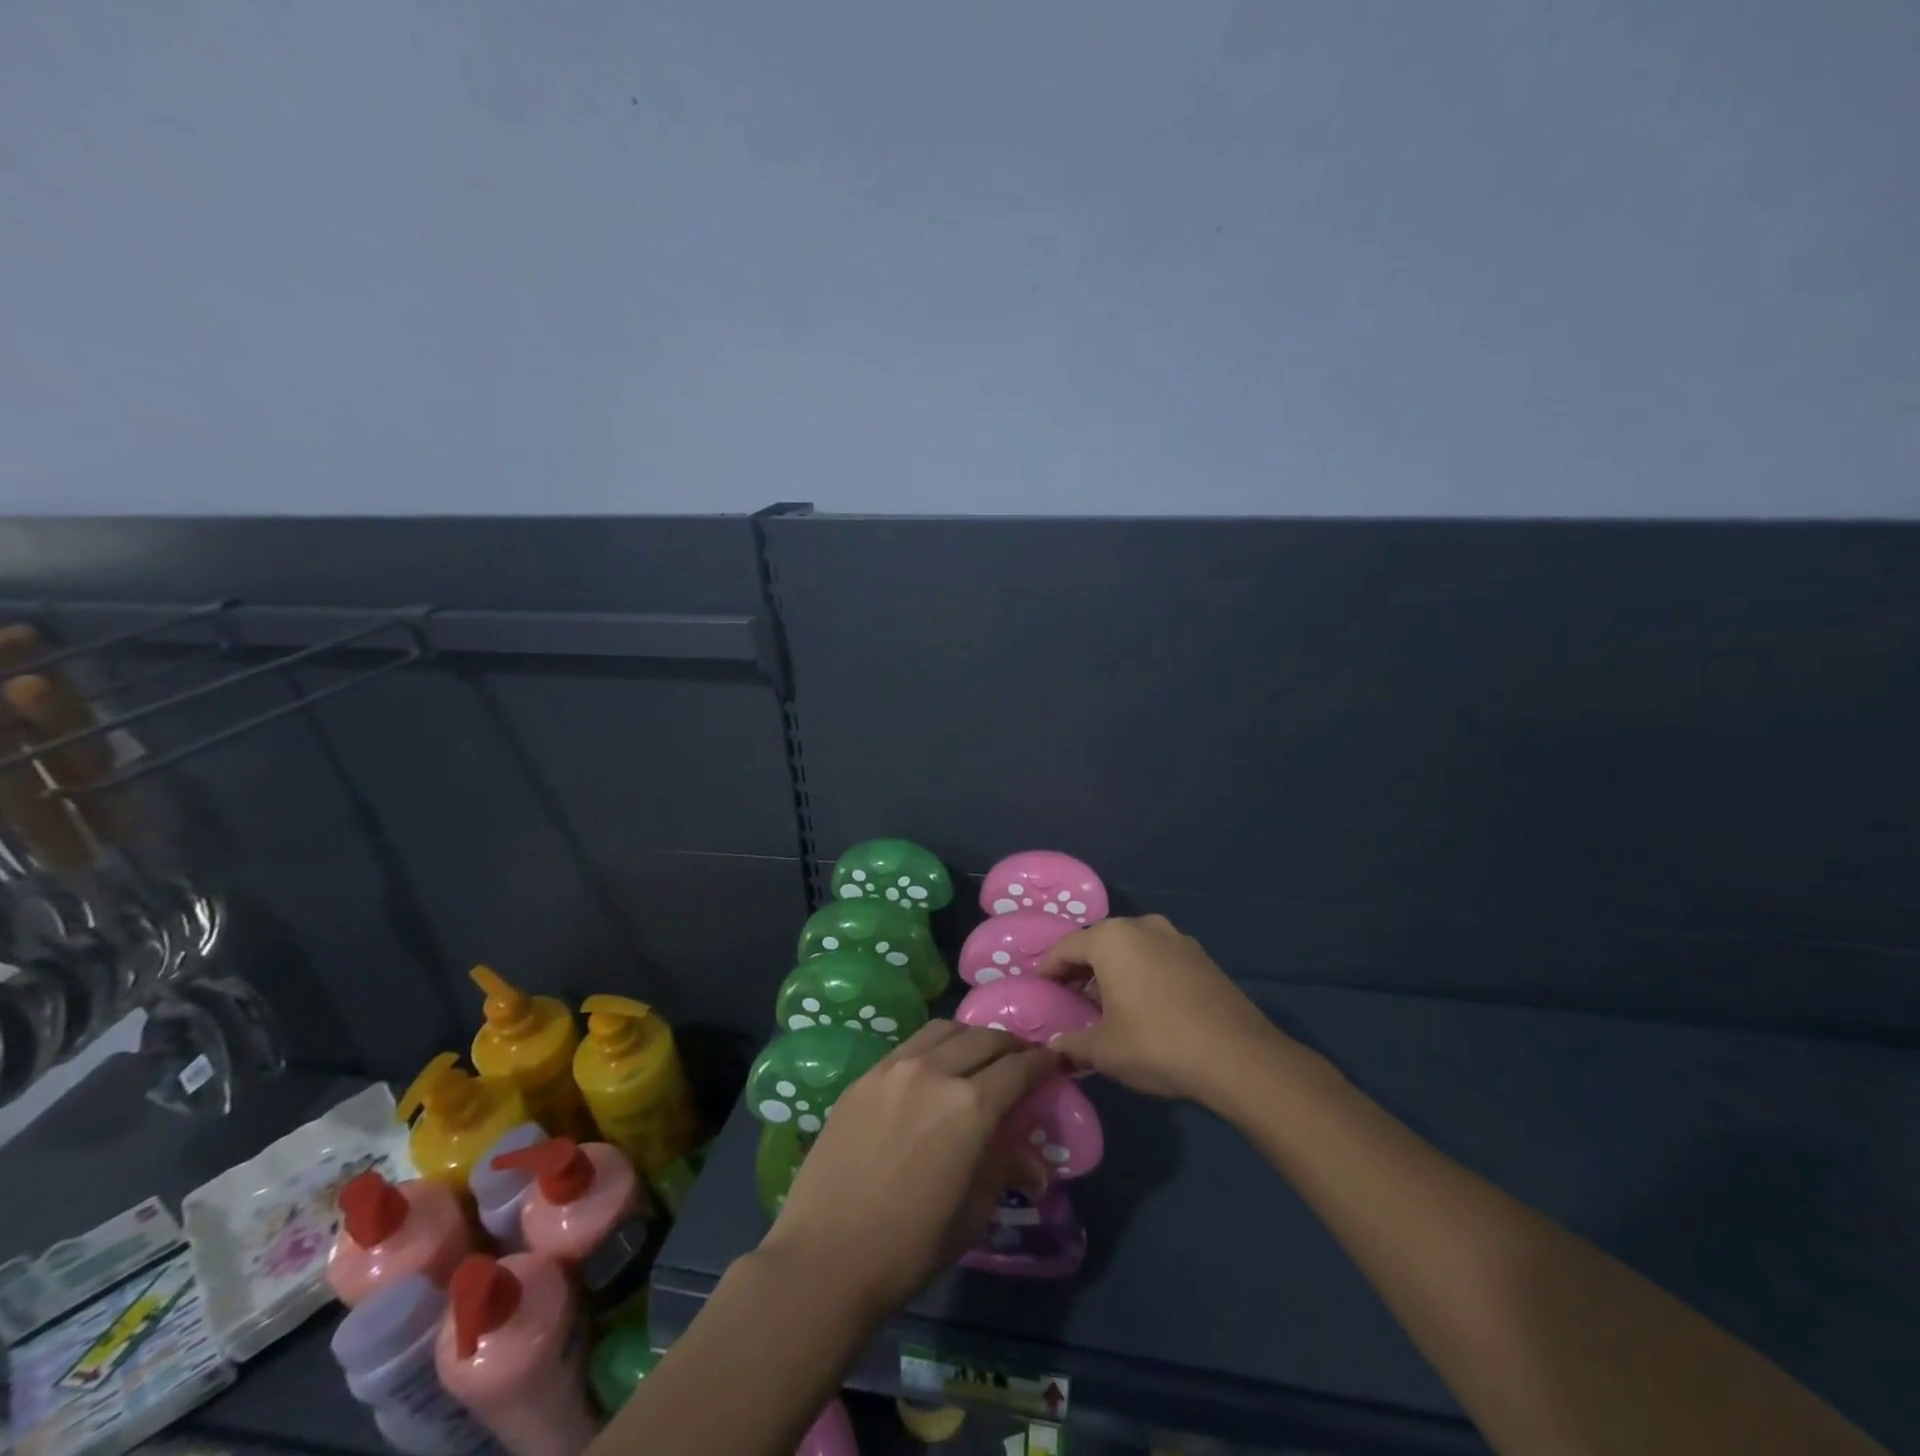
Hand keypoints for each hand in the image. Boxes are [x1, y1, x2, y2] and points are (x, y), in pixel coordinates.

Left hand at [760, 1021, 1058, 1312]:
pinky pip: (911, 1044)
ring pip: (946, 1030)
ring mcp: (895, 1068)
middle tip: (1022, 1059)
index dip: (1044, 1062)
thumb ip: (1004, 1168)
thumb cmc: (909, 1246)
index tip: (1057, 1061)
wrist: (825, 1256)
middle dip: (1011, 1045)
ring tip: (979, 1056)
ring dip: (972, 1037)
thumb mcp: (972, 1212)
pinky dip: (935, 1045)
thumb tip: (1036, 1163)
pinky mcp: (866, 1075)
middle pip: (985, 1038)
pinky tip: (934, 1067)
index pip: (1019, 1068)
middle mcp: (935, 1071)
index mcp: (970, 1106)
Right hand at [1037, 914, 1282, 1103]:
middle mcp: (1142, 925)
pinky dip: (1142, 973)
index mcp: (1111, 938)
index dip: (1048, 971)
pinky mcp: (1201, 956)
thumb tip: (1054, 1046)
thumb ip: (1071, 1044)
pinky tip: (1145, 1004)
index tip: (1039, 991)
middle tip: (1069, 998)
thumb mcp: (1104, 1051)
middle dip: (1081, 968)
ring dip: (1114, 970)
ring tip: (1107, 1003)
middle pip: (1098, 943)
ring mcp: (1176, 937)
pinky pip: (1157, 957)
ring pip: (1130, 948)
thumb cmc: (1158, 1044)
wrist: (1239, 1057)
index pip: (1065, 948)